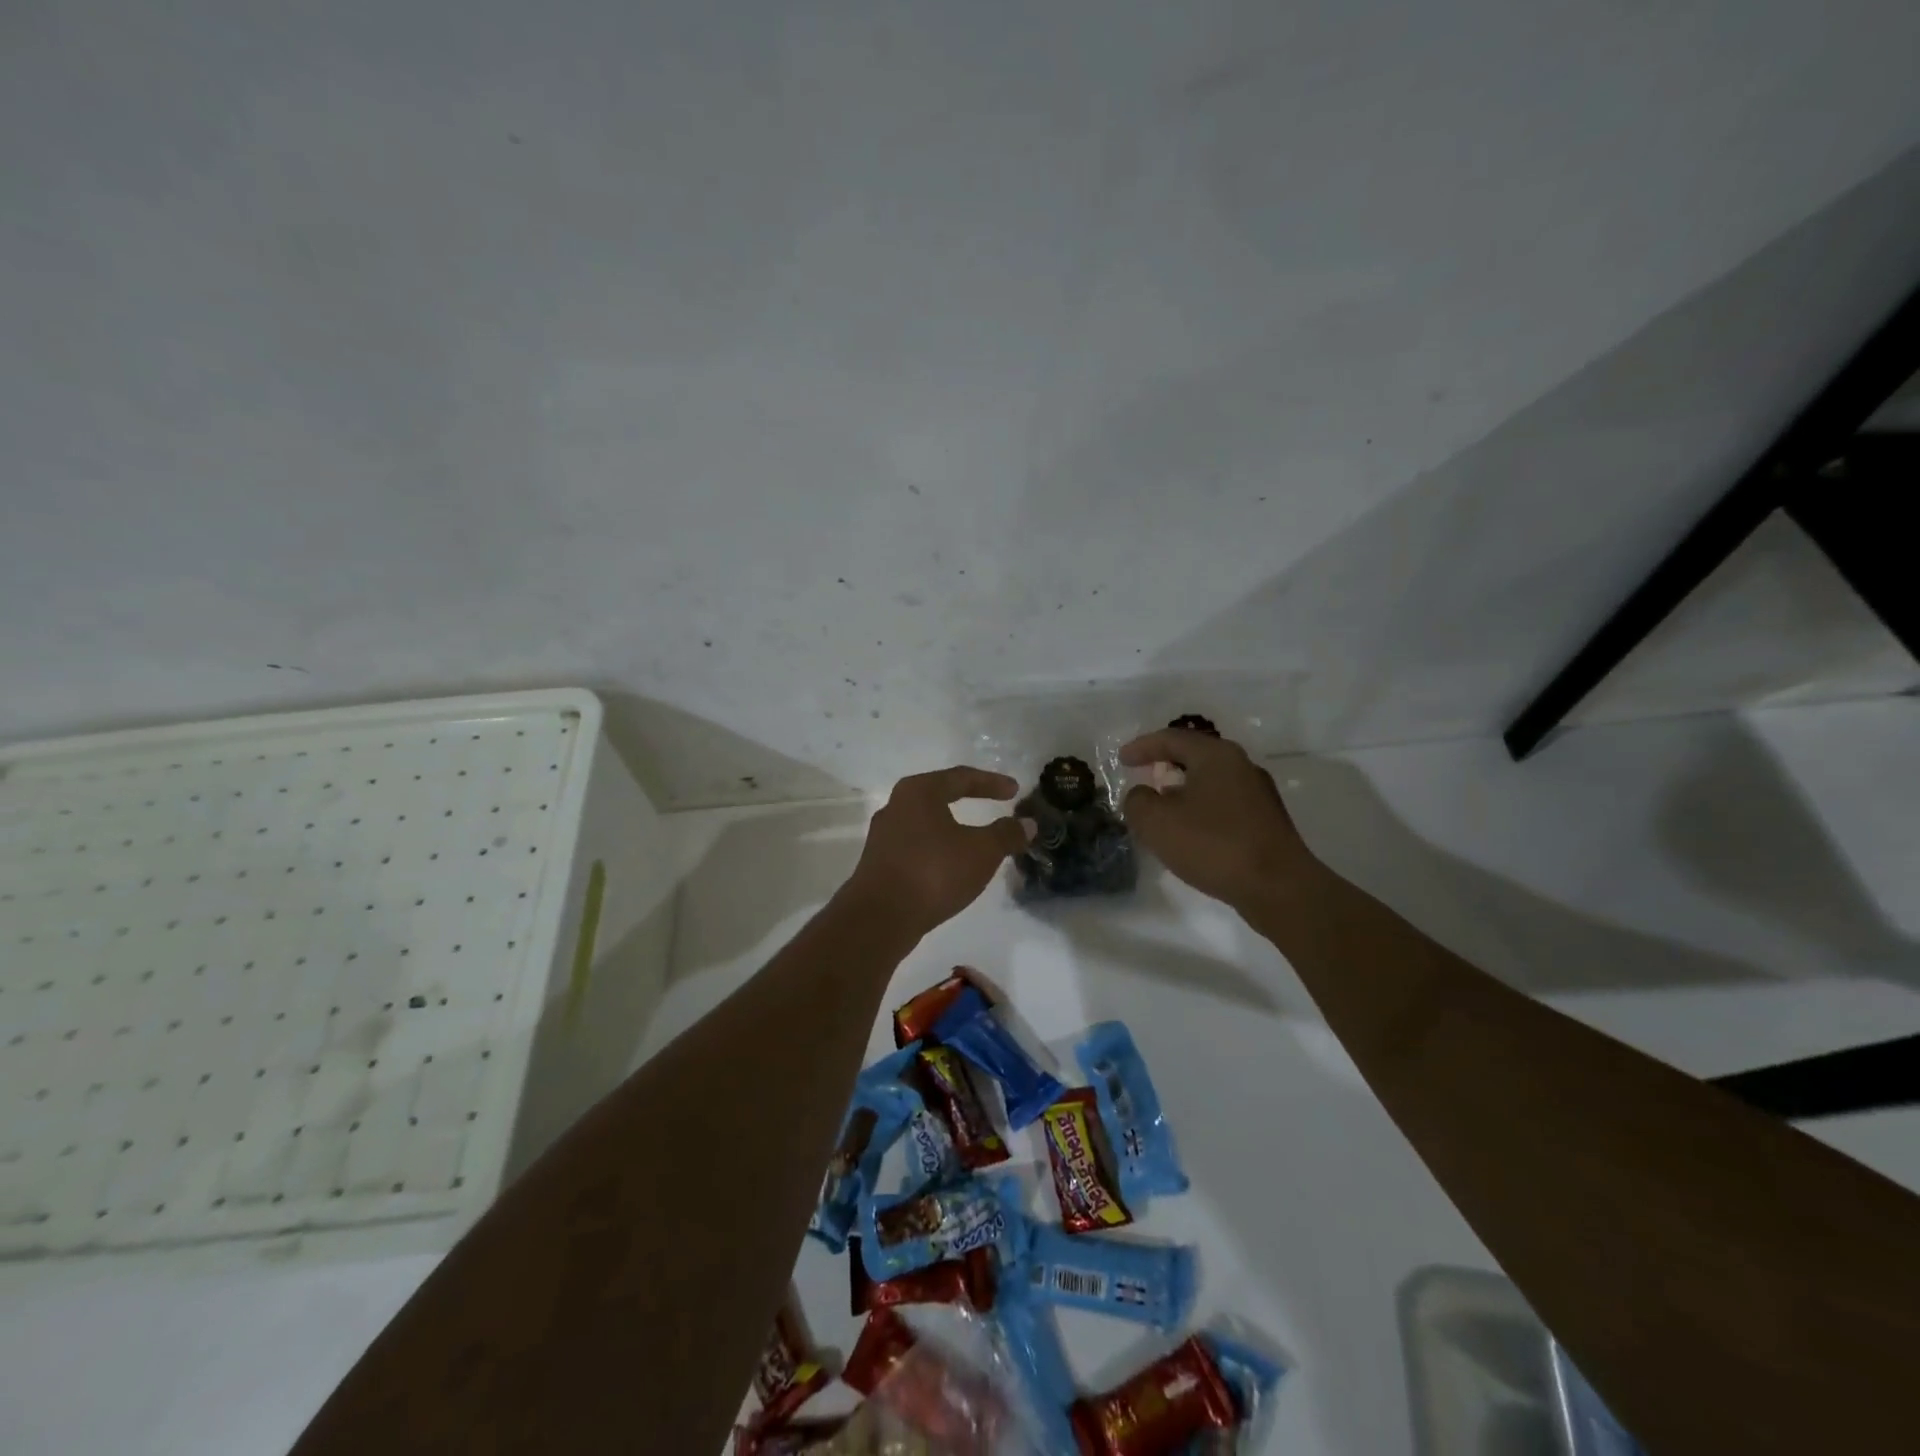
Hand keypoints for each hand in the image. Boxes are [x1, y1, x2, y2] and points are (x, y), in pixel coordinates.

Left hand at [844, 767, 1033, 936]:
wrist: (880, 917)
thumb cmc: (934, 872)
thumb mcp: (981, 852)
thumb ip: (1006, 834)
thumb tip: (1028, 824)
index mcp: (919, 791)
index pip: (961, 777)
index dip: (992, 783)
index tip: (1015, 791)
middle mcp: (897, 805)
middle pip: (940, 795)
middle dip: (970, 799)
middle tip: (995, 804)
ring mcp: (884, 835)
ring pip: (927, 822)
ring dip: (954, 827)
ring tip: (976, 838)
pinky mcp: (879, 862)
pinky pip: (917, 845)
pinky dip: (939, 848)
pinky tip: (952, 863)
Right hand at [1118, 729, 1314, 909]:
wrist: (1278, 887)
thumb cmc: (1213, 845)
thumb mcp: (1157, 822)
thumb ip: (1138, 801)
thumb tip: (1142, 795)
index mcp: (1216, 756)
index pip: (1172, 738)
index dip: (1143, 747)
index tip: (1121, 759)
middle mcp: (1241, 766)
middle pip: (1196, 756)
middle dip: (1166, 765)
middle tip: (1144, 776)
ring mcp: (1259, 795)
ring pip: (1211, 782)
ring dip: (1183, 790)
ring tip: (1163, 808)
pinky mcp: (1266, 822)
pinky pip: (1224, 805)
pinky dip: (1201, 810)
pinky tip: (1191, 833)